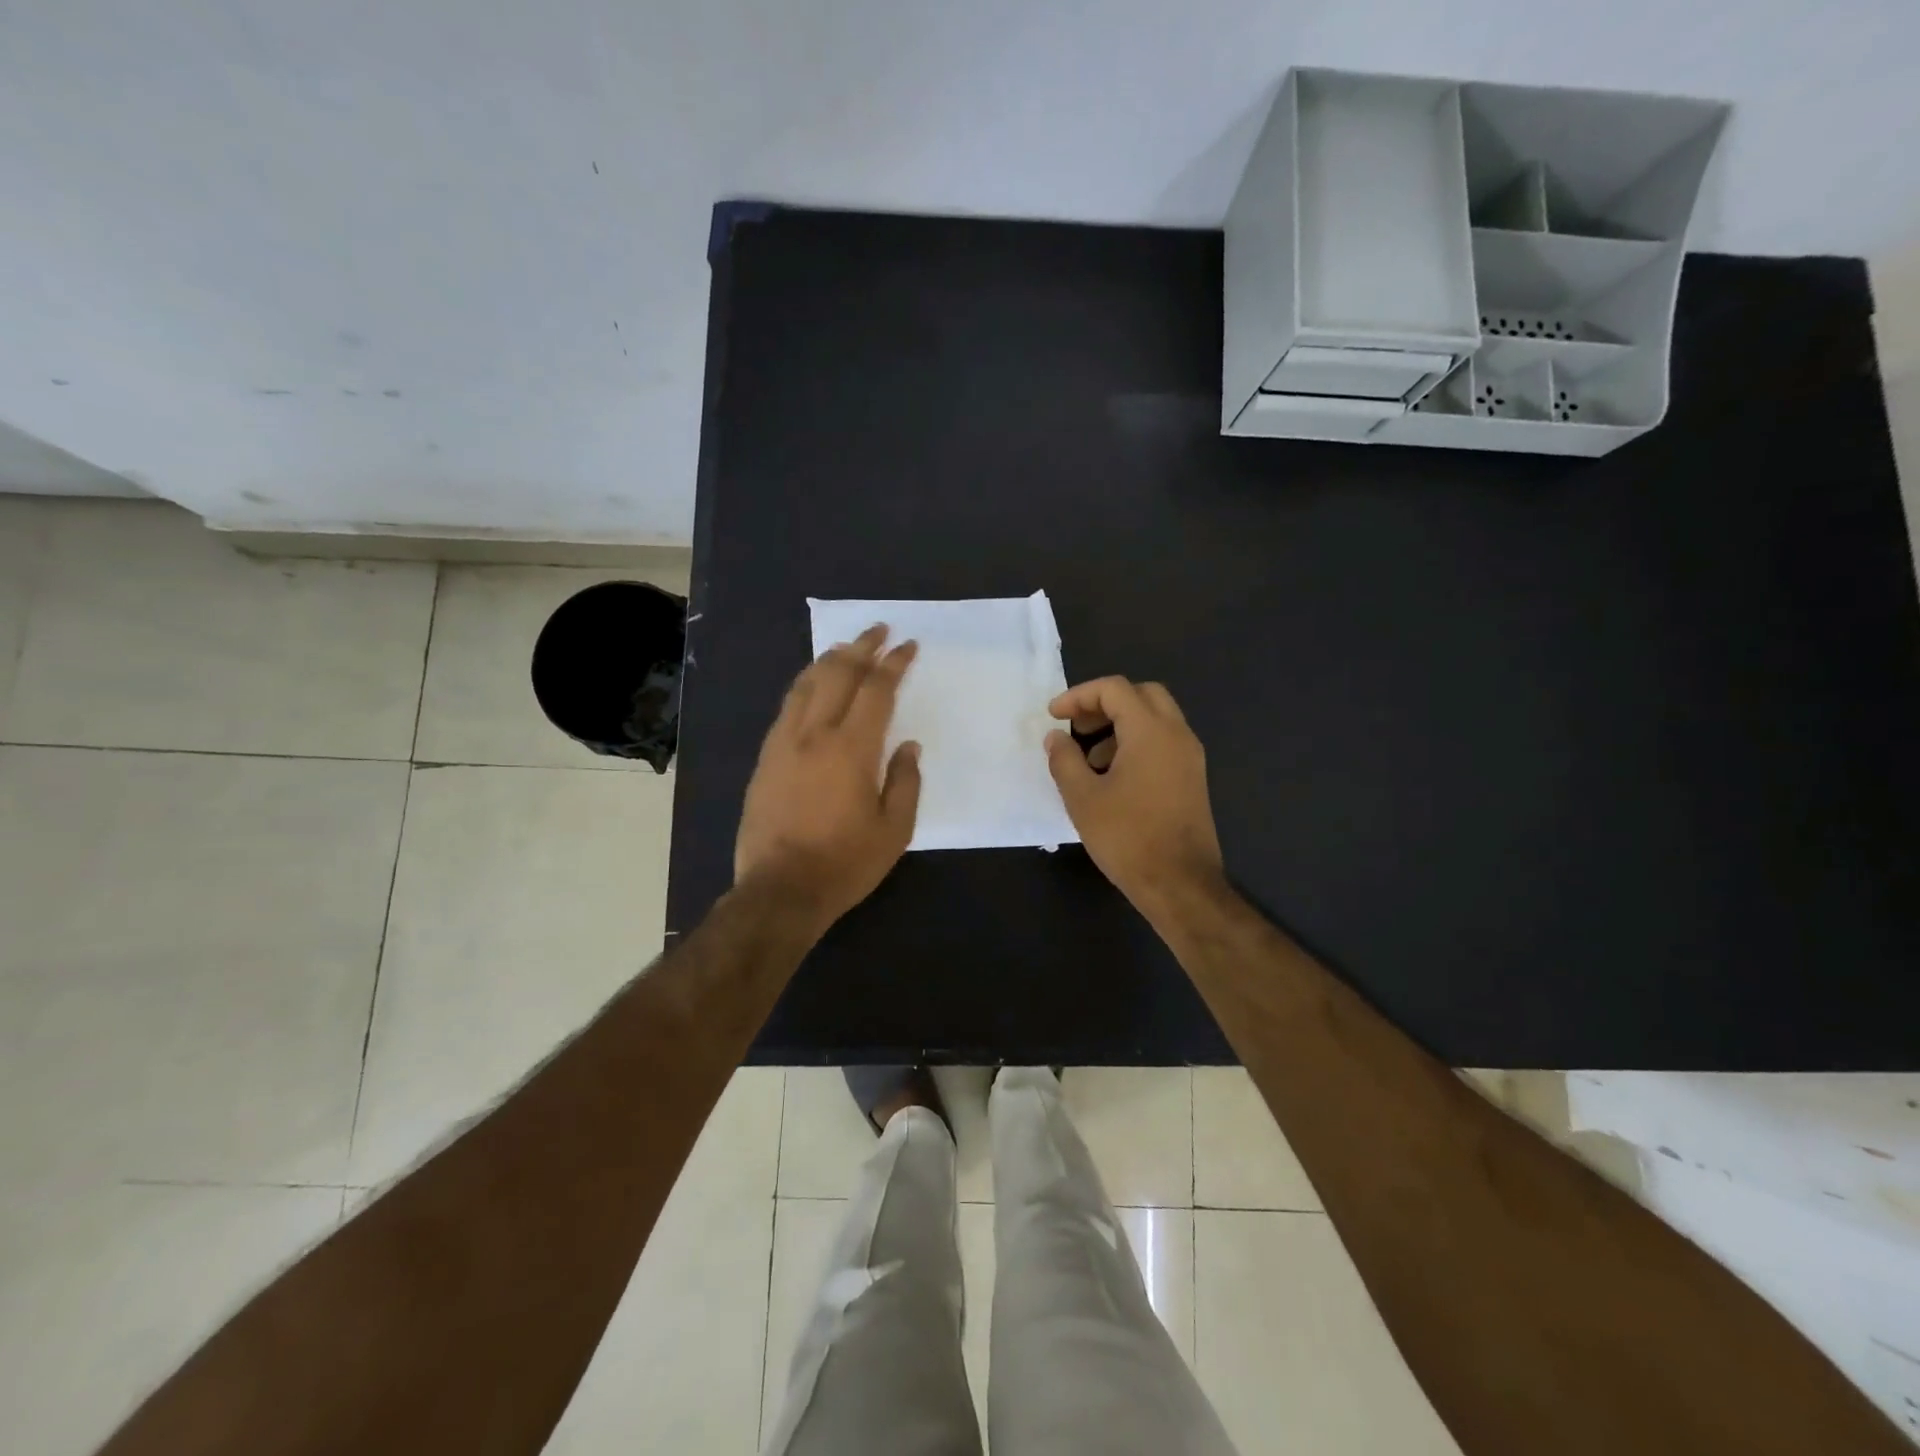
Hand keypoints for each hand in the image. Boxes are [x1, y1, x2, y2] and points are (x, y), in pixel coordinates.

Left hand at [735, 624, 921, 930]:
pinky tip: (812, 684)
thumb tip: (907, 746)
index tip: (907, 645)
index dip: (894, 663)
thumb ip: (905, 782)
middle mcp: (814, 734)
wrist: (780, 890)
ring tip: (846, 648)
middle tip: (878, 630)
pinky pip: (787, 707)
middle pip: (838, 674)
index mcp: (852, 748)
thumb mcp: (894, 830)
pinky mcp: (765, 758)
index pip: (876, 690)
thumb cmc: (844, 863)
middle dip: (861, 647)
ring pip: (806, 684)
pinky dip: (804, 685)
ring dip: (829, 660)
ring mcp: (784, 743)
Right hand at [1045, 677, 1224, 919]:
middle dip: (1104, 703)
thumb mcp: (1082, 798)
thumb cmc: (1127, 838)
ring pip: (1155, 718)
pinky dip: (1137, 743)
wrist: (1180, 884)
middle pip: (1141, 695)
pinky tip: (1113, 778)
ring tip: (1090, 759)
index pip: (1114, 689)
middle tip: (1077, 727)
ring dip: (1121, 725)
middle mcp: (1177, 734)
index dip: (1079, 696)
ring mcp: (1190, 756)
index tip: (1053, 716)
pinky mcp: (1193, 778)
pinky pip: (1164, 742)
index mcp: (1151, 732)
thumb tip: (1056, 737)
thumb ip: (1064, 760)